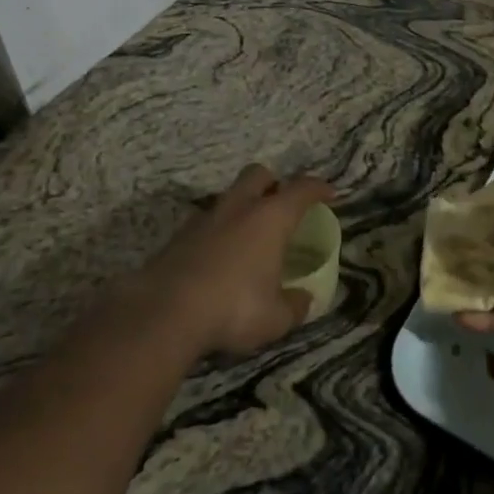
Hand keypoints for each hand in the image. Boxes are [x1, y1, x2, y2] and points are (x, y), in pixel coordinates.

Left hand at [150, 164, 335, 357]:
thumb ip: (294, 305)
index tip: (329, 193)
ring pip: (229, 197)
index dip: (318, 188)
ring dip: (241, 208)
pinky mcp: (178, 236)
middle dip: (273, 183)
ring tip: (247, 237)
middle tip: (281, 205)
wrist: (164, 311)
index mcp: (270, 218)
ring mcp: (204, 218)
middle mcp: (239, 208)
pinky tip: (218, 259)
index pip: (301, 189)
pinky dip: (217, 232)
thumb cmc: (233, 308)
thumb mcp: (275, 318)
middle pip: (259, 174)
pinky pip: (206, 223)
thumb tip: (304, 299)